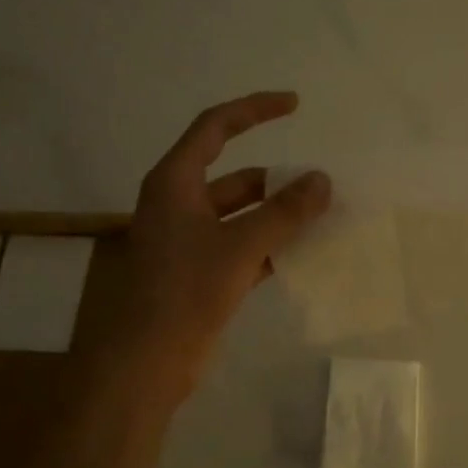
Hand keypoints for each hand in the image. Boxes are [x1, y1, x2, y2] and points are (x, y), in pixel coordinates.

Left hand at [72, 92, 330, 405]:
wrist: (145, 363)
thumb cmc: (185, 292)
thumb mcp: (240, 246)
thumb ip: (284, 212)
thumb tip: (322, 180)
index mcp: (175, 182)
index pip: (216, 127)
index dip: (254, 110)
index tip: (294, 104)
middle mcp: (179, 204)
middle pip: (236, 177)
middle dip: (278, 180)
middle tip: (322, 186)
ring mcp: (189, 241)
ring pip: (242, 215)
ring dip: (278, 216)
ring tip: (322, 218)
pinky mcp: (199, 272)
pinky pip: (242, 246)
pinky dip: (270, 246)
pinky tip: (304, 254)